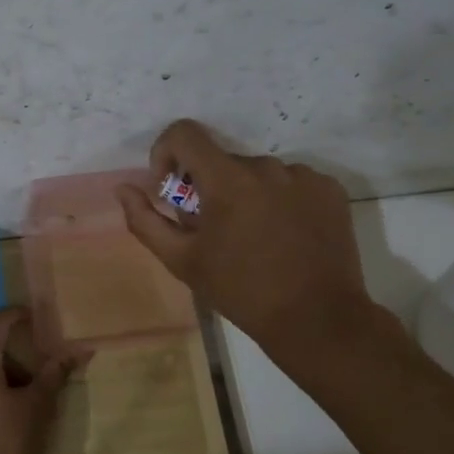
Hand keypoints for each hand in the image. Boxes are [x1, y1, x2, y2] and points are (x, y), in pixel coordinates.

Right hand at [116, 119, 401, 355]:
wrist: (316, 320)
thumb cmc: (241, 291)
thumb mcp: (182, 261)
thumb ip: (146, 220)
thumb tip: (124, 188)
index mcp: (227, 180)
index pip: (185, 133)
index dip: (167, 152)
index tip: (171, 189)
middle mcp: (267, 166)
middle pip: (222, 161)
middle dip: (208, 188)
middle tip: (214, 232)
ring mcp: (304, 176)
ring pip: (258, 173)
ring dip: (246, 195)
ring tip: (254, 239)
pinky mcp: (330, 190)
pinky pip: (292, 183)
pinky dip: (280, 200)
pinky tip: (285, 236)